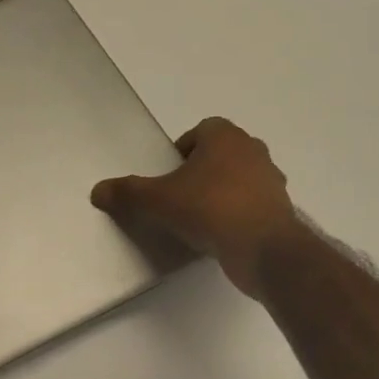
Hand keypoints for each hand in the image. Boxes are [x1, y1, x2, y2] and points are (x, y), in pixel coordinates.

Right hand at [91, 117, 297, 296]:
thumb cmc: (209, 209)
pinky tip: (219, 235)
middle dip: (201, 170)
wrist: (263, 249)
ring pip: (239, 178)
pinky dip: (237, 213)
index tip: (169, 173)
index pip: (202, 130)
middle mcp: (253, 151)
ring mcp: (272, 180)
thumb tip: (97, 191)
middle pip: (221, 153)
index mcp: (226, 137)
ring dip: (220, 191)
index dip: (183, 148)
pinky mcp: (281, 209)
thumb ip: (127, 193)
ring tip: (198, 217)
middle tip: (179, 194)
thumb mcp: (157, 200)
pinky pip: (252, 204)